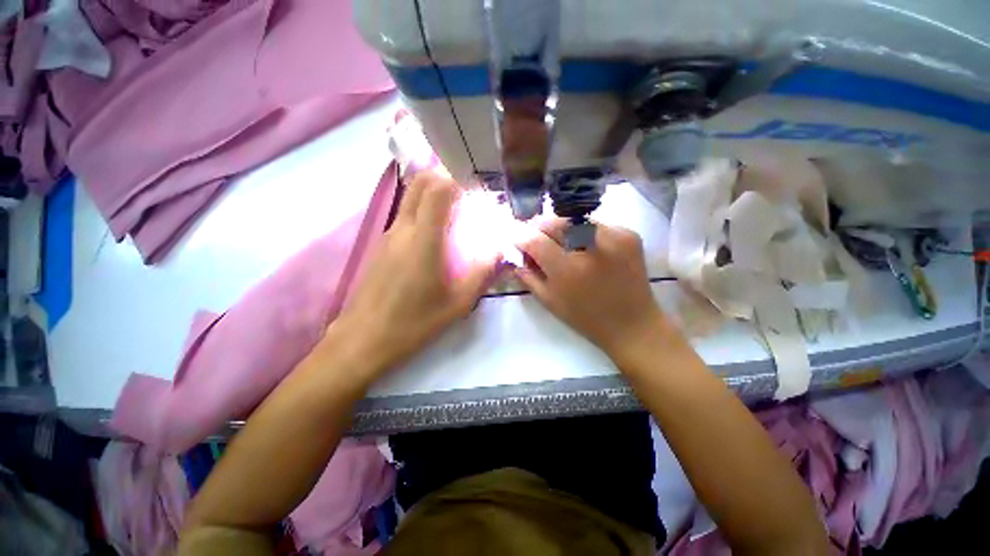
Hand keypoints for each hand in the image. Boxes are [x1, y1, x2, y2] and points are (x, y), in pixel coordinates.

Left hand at [328, 170, 500, 381]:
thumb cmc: (414, 323)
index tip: (477, 192)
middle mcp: (402, 229)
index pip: (438, 189)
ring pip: (410, 198)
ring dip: (433, 196)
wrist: (364, 340)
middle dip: (445, 179)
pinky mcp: (381, 246)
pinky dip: (422, 212)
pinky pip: (404, 216)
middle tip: (467, 198)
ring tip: (455, 217)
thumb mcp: (458, 303)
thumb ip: (482, 273)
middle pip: (420, 183)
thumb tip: (500, 252)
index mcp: (423, 239)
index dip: (459, 181)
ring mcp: (387, 235)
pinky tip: (434, 239)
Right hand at [515, 220, 678, 362]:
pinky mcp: (628, 234)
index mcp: (568, 269)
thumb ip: (527, 275)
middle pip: (555, 222)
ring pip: (574, 220)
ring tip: (562, 244)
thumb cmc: (585, 317)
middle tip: (538, 239)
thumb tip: (515, 255)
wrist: (632, 324)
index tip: (518, 240)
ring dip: (562, 229)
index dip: (522, 237)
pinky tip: (585, 247)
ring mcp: (613, 237)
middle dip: (540, 228)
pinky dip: (584, 232)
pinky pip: (595, 224)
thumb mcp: (549, 301)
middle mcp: (590, 247)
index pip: (535, 239)